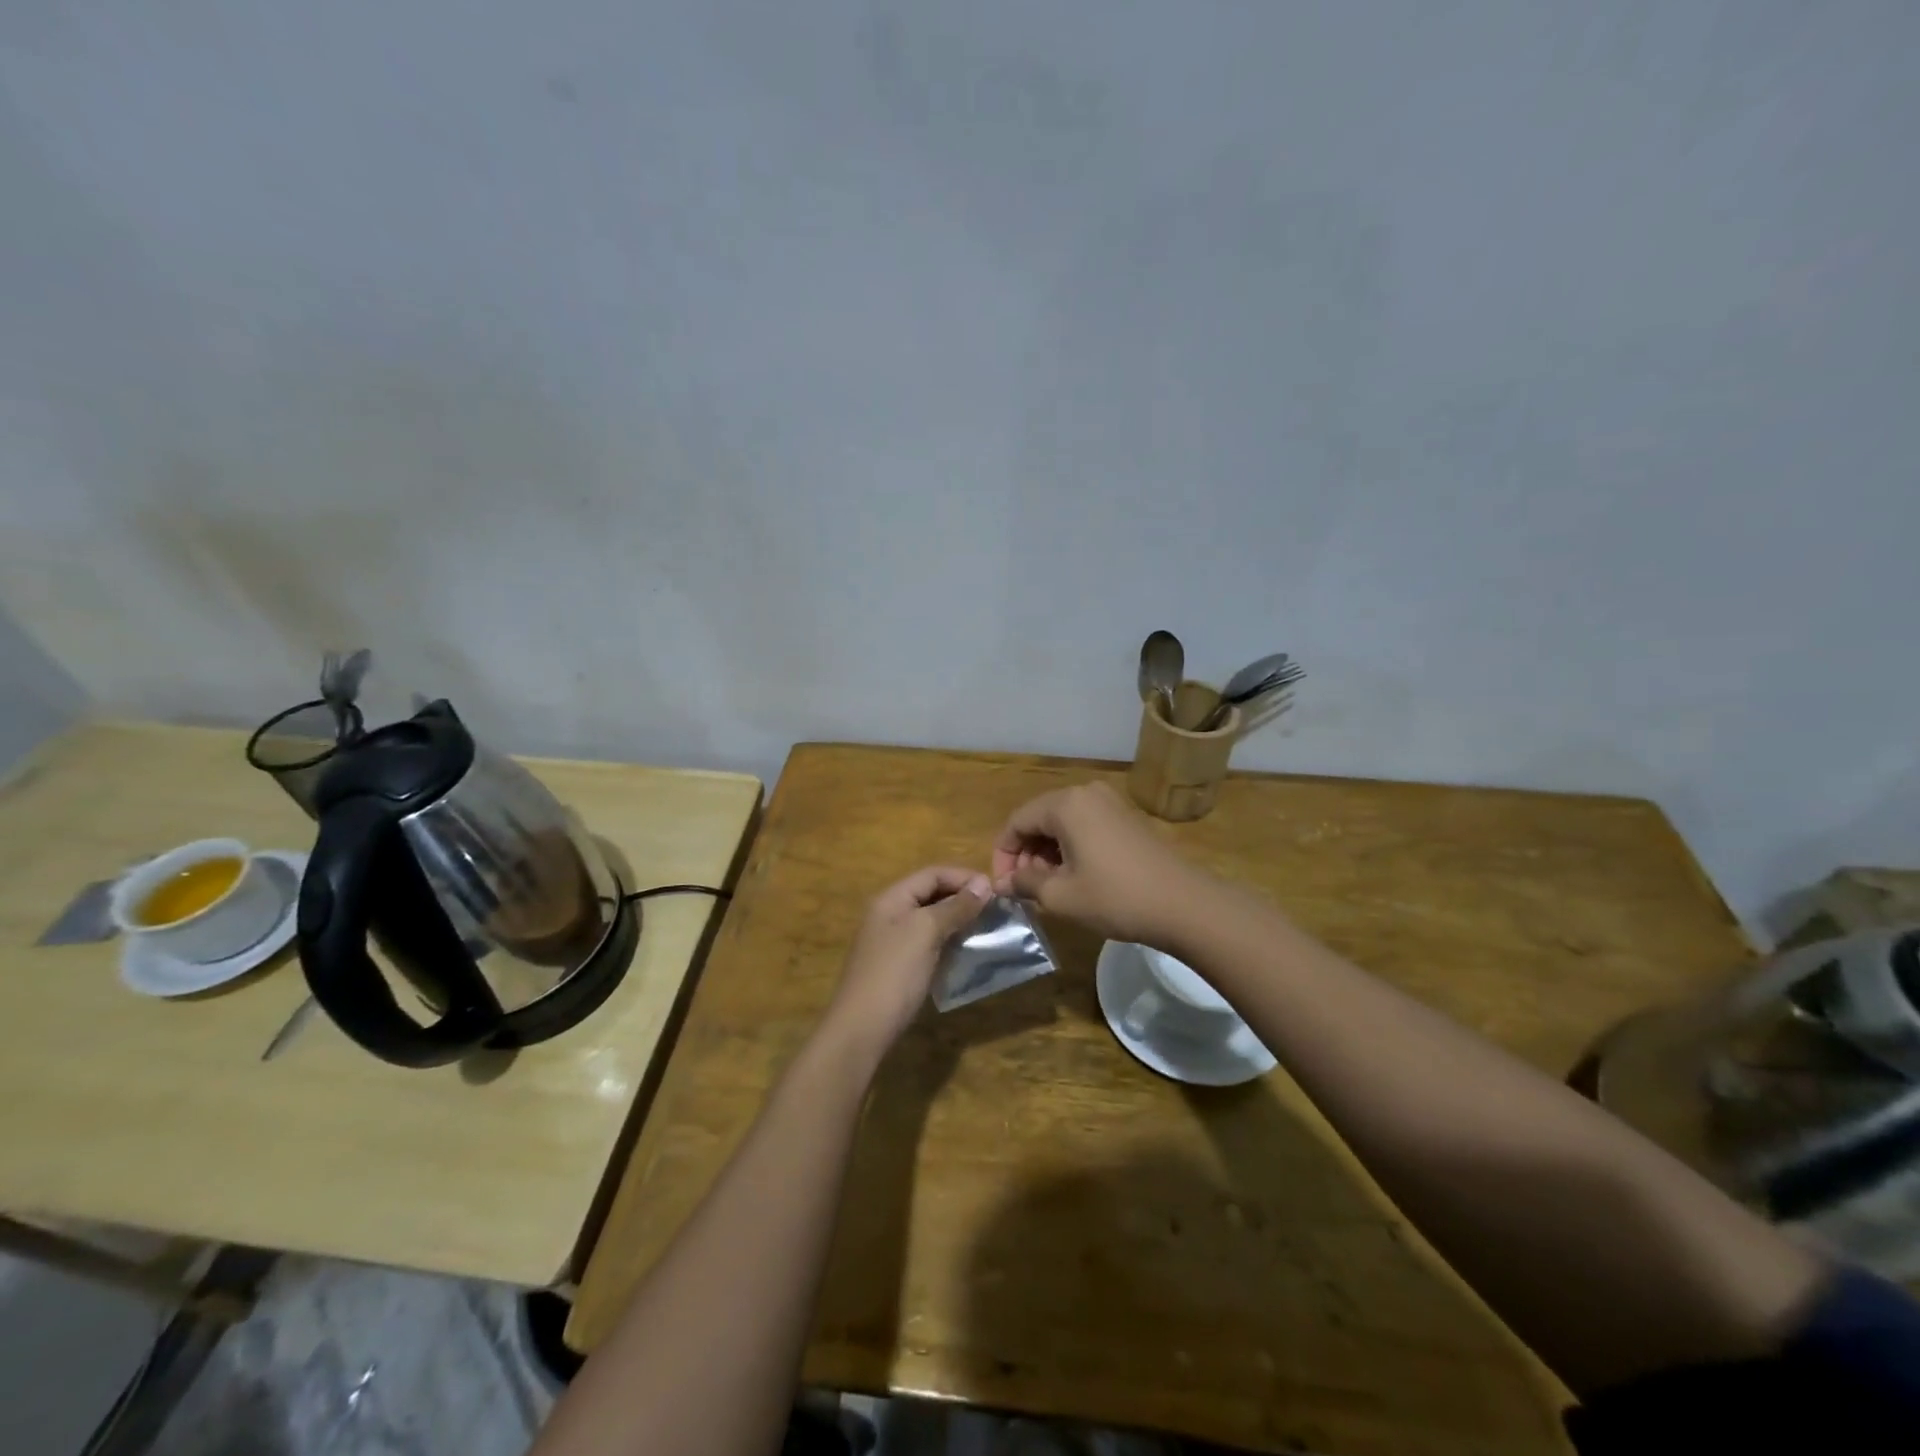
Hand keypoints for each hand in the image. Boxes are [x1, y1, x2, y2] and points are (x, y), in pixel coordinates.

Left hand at [824, 866, 991, 1053]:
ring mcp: (893, 941)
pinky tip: (967, 951)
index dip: (964, 877)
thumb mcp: (926, 932)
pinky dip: (949, 941)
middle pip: (931, 894)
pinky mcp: (899, 966)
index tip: (996, 890)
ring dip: (958, 920)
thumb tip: (983, 883)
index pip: (932, 873)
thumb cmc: (894, 973)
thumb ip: (955, 906)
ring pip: (931, 919)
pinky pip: (928, 943)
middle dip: (963, 897)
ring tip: (987, 928)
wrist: (862, 1029)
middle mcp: (890, 914)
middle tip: (995, 910)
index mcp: (892, 898)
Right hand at [991, 781, 1203, 945]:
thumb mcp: (1061, 896)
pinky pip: (1085, 825)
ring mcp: (1110, 802)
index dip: (1003, 855)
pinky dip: (1071, 847)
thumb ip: (1025, 883)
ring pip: (1062, 822)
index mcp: (1065, 804)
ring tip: (1048, 887)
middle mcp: (1085, 793)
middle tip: (1025, 889)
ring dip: (1047, 852)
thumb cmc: (1116, 898)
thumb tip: (1003, 884)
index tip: (1004, 887)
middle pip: (1039, 818)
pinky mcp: (1126, 817)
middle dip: (1026, 853)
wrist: (1184, 904)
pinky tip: (1075, 876)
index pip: (1017, 822)